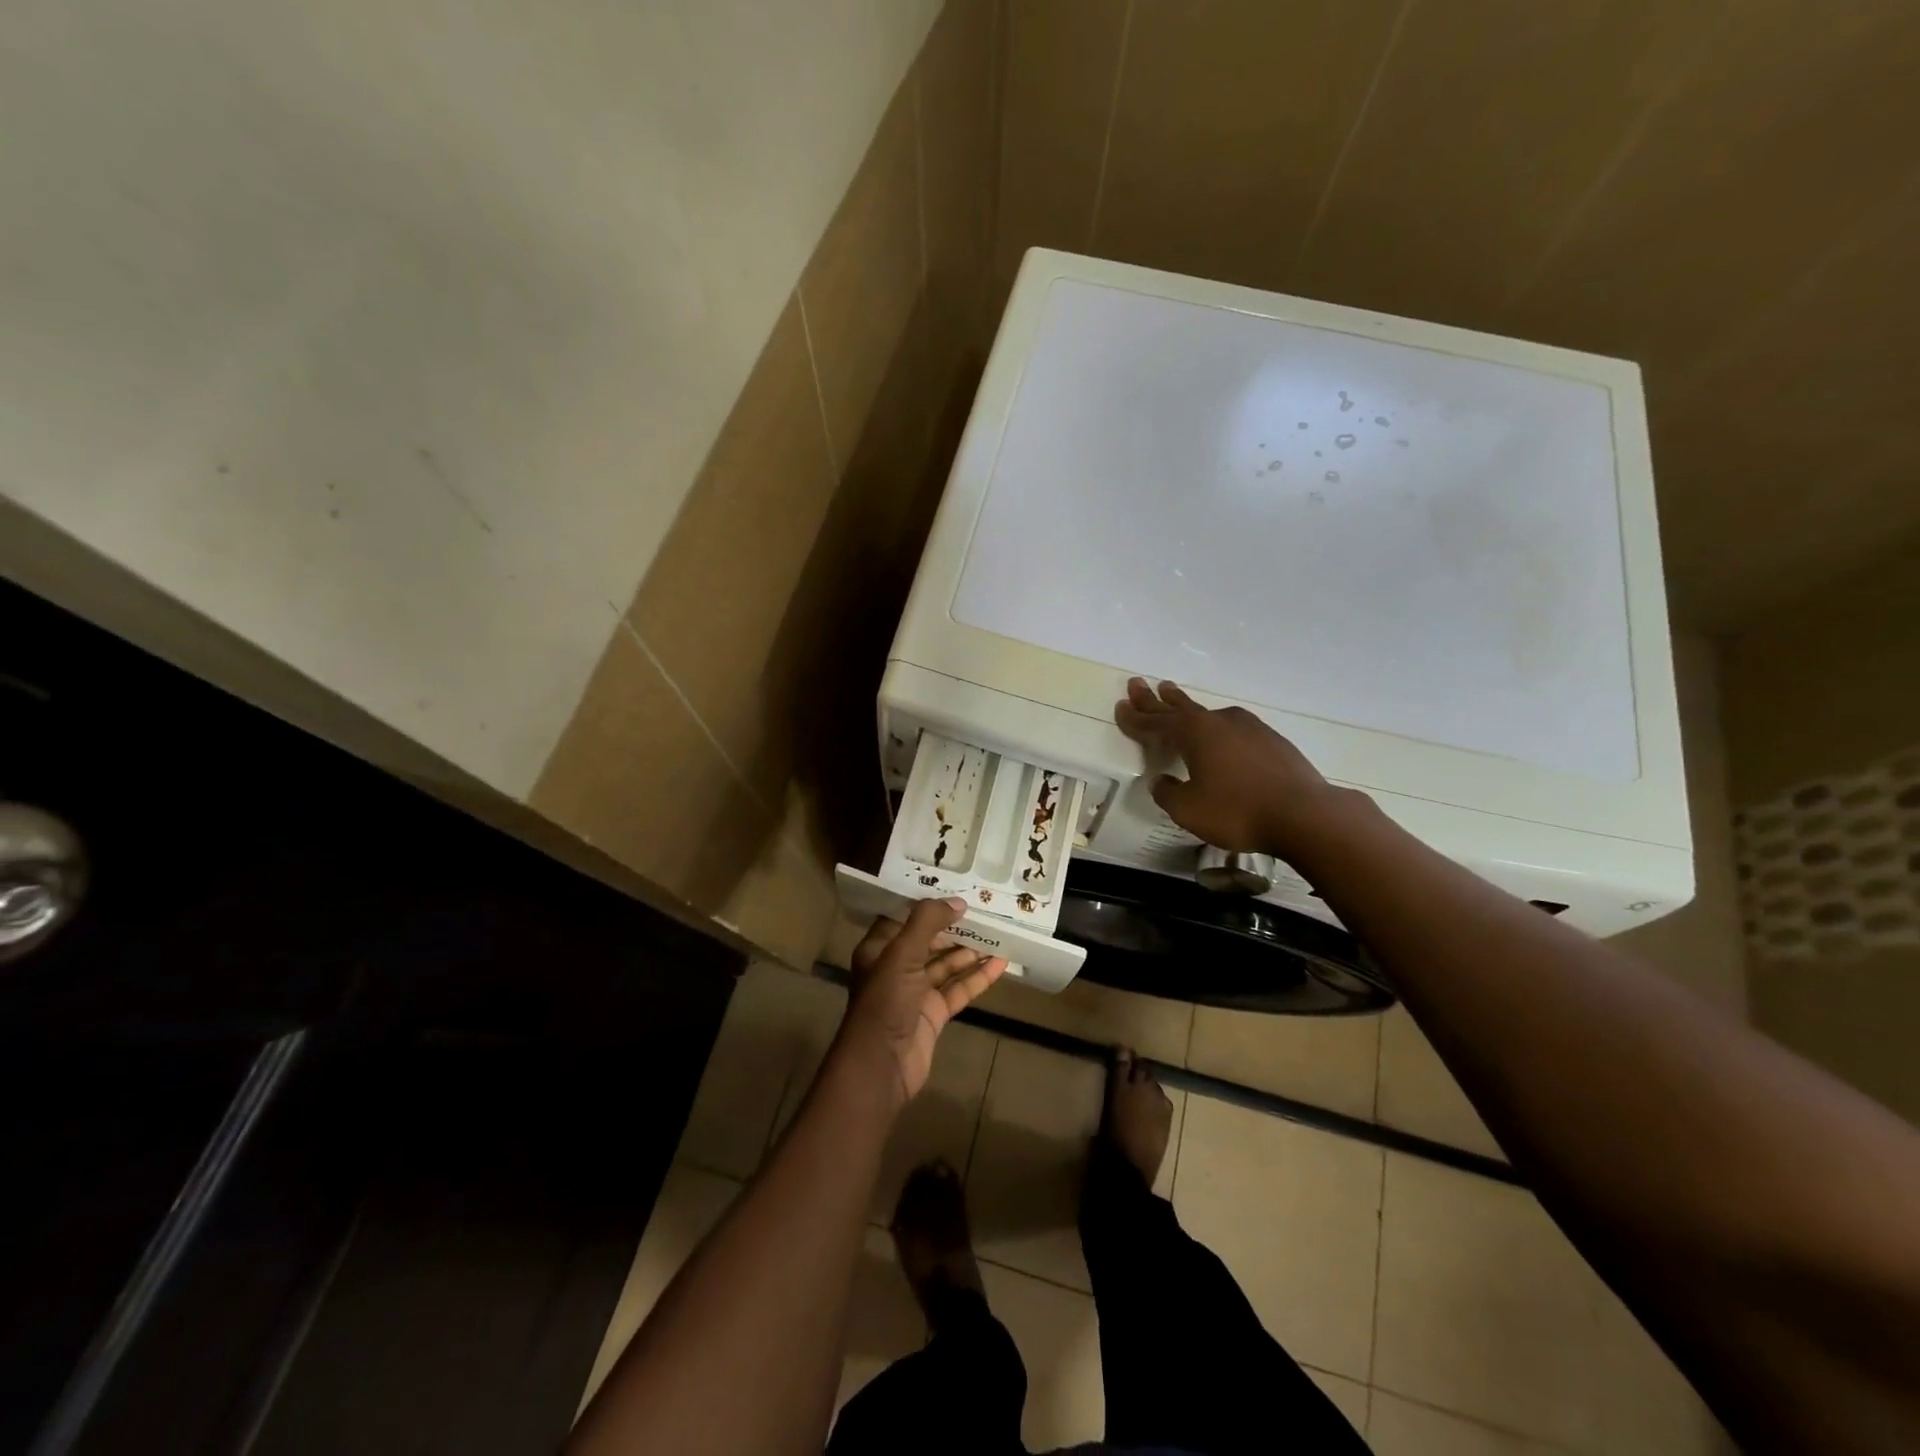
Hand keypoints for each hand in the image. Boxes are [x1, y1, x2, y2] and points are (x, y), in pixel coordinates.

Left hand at [842, 898, 1007, 1107]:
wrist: (880, 1067)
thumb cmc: (884, 1003)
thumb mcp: (901, 955)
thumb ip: (927, 923)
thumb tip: (958, 902)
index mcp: (880, 948)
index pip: (904, 916)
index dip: (927, 902)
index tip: (955, 887)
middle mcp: (897, 966)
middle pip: (929, 939)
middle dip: (954, 926)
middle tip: (984, 908)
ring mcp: (917, 991)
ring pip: (947, 964)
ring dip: (970, 951)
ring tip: (999, 932)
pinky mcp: (934, 1013)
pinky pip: (959, 989)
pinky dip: (978, 977)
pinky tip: (1000, 964)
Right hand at [1114, 677, 1345, 853]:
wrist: (1305, 815)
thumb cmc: (1238, 811)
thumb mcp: (1188, 809)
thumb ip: (1168, 793)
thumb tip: (1161, 781)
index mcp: (1194, 733)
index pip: (1155, 724)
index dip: (1134, 718)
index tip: (1120, 707)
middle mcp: (1219, 722)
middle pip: (1179, 707)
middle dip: (1155, 699)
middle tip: (1138, 684)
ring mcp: (1249, 728)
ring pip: (1207, 713)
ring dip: (1185, 705)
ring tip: (1172, 695)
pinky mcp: (1271, 741)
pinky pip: (1231, 726)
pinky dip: (1214, 725)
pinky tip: (1218, 730)